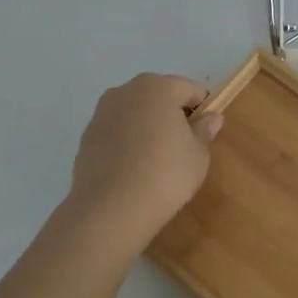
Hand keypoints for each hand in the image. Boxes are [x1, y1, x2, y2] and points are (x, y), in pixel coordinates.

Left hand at [65, 74, 223, 246]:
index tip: (206, 132)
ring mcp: (101, 114)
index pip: (189, 89)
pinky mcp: (85, 138)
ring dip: (147, 127)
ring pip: (135, 113)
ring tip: (156, 160)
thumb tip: (211, 117)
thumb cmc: (165, 174)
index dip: (203, 109)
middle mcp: (125, 91)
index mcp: (158, 87)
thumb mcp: (198, 155)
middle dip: (172, 115)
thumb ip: (204, 130)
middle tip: (183, 146)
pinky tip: (134, 169)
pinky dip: (127, 143)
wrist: (110, 210)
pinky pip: (116, 132)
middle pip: (159, 96)